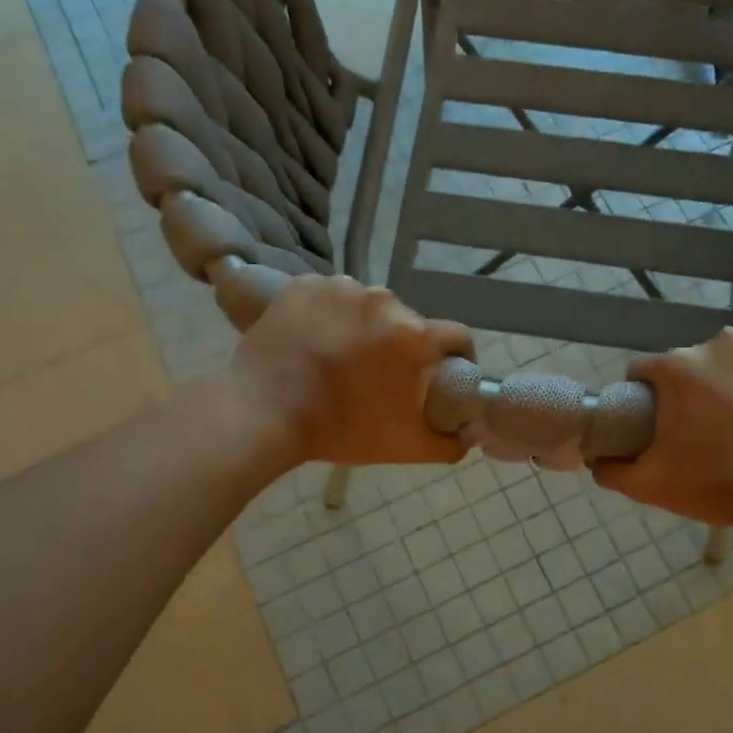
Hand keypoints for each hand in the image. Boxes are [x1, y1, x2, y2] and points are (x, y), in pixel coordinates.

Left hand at [228, 275, 473, 468]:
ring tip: (343, 356)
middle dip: (403, 346)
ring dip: (365, 327)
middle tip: (383, 374)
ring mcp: (341, 288)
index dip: (459, 357)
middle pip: (408, 322)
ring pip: (368, 307)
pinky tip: (316, 339)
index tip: (447, 373)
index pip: (457, 336)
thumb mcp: (405, 447)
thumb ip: (450, 444)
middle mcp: (383, 301)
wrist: (263, 414)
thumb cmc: (341, 429)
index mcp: (413, 336)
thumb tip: (469, 434)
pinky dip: (329, 315)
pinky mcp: (304, 285)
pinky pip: (330, 297)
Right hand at [594, 329, 732, 530]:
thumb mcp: (651, 485)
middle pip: (697, 362)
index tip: (659, 422)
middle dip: (698, 388)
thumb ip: (612, 469)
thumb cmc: (720, 484)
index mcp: (679, 368)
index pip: (645, 370)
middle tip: (710, 429)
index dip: (646, 395)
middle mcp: (723, 344)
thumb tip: (595, 460)